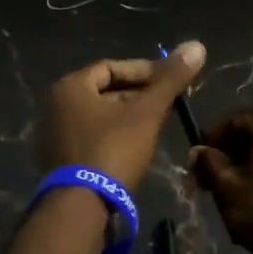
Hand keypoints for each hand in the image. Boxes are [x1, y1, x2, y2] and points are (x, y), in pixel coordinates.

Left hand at [39, 41, 206, 189]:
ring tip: (157, 125)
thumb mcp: (147, 113)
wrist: (82, 208)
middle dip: (138, 95)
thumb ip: (170, 80)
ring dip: (128, 117)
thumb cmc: (113, 150)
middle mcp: (56, 106)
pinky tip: (137, 147)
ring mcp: (55, 136)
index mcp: (71, 87)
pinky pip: (92, 138)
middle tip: (168, 103)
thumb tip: (197, 45)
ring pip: (100, 116)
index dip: (144, 71)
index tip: (170, 81)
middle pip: (105, 91)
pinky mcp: (61, 161)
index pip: (111, 67)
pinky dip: (115, 136)